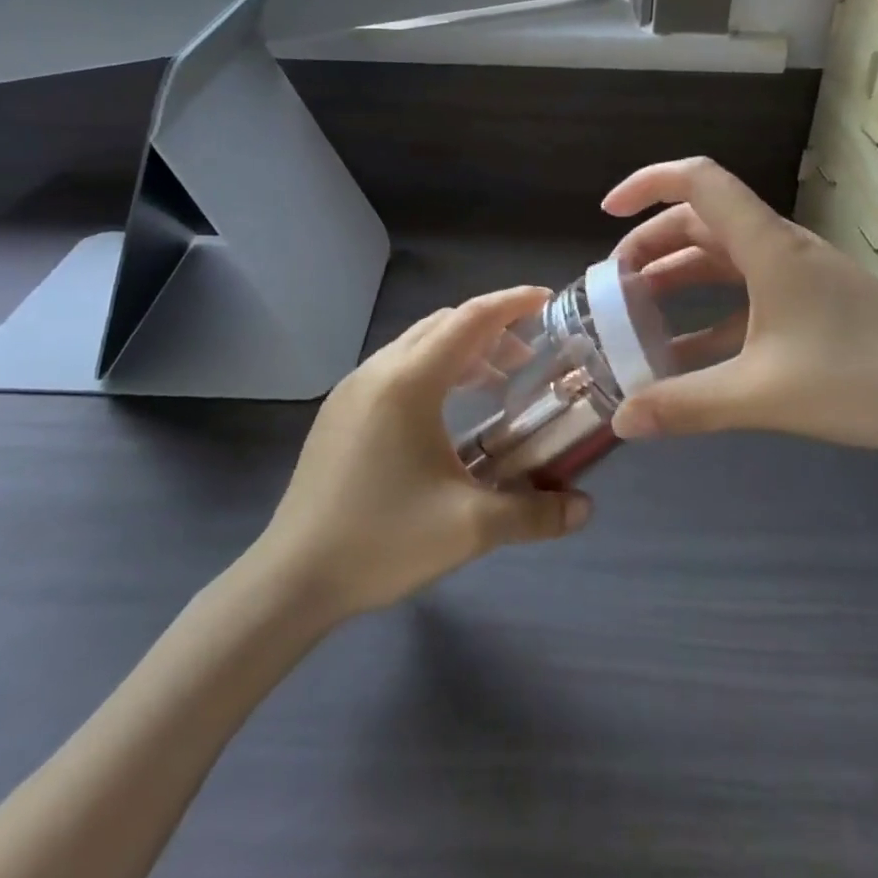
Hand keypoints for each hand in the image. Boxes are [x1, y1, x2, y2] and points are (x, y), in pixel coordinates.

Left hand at [254, 288, 592, 617]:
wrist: (293, 577)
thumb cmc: (382, 540)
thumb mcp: (469, 529)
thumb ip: (534, 514)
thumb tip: (584, 509)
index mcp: (408, 381)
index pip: (469, 319)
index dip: (511, 304)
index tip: (547, 300)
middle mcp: (378, 370)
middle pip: (444, 324)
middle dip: (491, 330)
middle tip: (529, 357)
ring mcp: (352, 388)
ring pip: (417, 344)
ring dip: (461, 351)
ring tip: (496, 382)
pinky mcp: (339, 410)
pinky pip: (396, 367)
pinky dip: (433, 369)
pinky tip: (447, 411)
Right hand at [602, 157, 877, 457]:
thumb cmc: (868, 379)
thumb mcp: (766, 395)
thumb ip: (689, 406)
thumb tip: (622, 421)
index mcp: (767, 246)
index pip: (698, 181)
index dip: (646, 183)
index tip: (605, 212)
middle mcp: (779, 250)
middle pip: (700, 221)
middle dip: (649, 246)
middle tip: (612, 286)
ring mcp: (799, 279)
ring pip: (721, 260)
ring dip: (677, 279)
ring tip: (636, 315)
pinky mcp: (813, 308)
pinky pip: (745, 298)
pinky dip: (708, 316)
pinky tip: (687, 357)